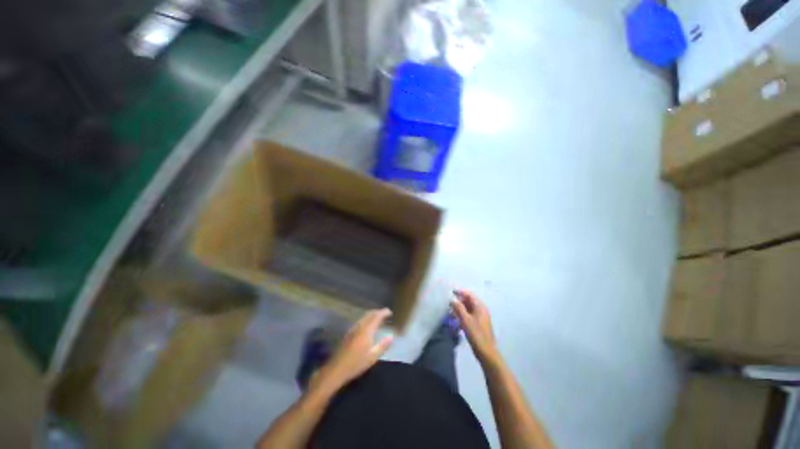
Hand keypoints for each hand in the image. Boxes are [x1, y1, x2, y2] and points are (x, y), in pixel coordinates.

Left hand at [314, 308, 393, 392]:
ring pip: (364, 317)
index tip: (390, 312)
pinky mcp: (348, 333)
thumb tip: (391, 336)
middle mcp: (359, 326)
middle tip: (385, 314)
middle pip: (369, 314)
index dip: (383, 312)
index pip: (376, 316)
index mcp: (366, 330)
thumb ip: (383, 345)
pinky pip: (360, 321)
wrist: (336, 369)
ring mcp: (353, 329)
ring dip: (371, 315)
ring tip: (378, 319)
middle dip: (378, 312)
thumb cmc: (356, 363)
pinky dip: (366, 320)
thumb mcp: (372, 357)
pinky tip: (367, 326)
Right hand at [451, 290, 498, 364]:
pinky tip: (456, 320)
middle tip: (449, 303)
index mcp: (480, 306)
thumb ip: (458, 308)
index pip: (469, 294)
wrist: (486, 351)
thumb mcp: (465, 320)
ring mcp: (481, 317)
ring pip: (469, 308)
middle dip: (459, 301)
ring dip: (460, 308)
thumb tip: (453, 299)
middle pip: (469, 301)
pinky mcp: (479, 324)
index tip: (451, 292)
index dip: (460, 292)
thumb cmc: (476, 334)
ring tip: (451, 311)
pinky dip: (463, 315)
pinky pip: (470, 315)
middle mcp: (481, 310)